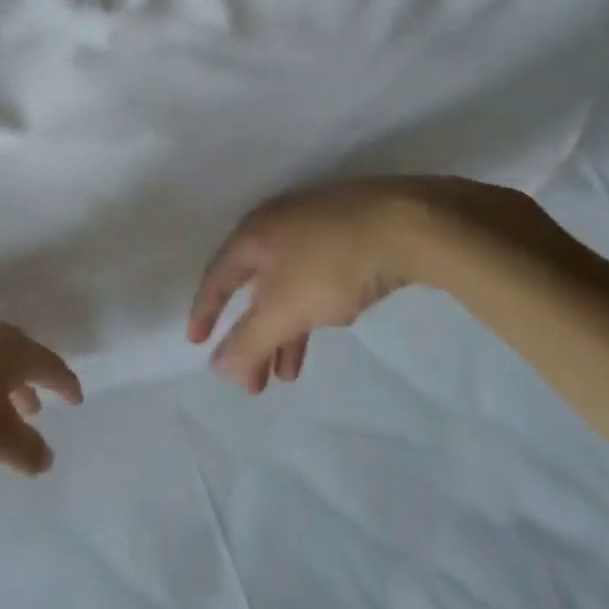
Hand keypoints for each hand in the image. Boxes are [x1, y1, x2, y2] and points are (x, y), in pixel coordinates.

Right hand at [189, 176, 561, 391]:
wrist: (410, 224)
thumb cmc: (332, 264)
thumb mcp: (284, 309)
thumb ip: (249, 340)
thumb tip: (217, 368)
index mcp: (254, 235)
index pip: (217, 276)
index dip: (205, 311)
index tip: (197, 343)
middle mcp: (278, 226)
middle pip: (253, 287)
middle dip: (251, 337)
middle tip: (254, 384)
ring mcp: (316, 228)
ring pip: (288, 286)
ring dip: (284, 331)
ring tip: (289, 375)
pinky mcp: (350, 234)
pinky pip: (316, 279)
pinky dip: (311, 309)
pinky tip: (326, 324)